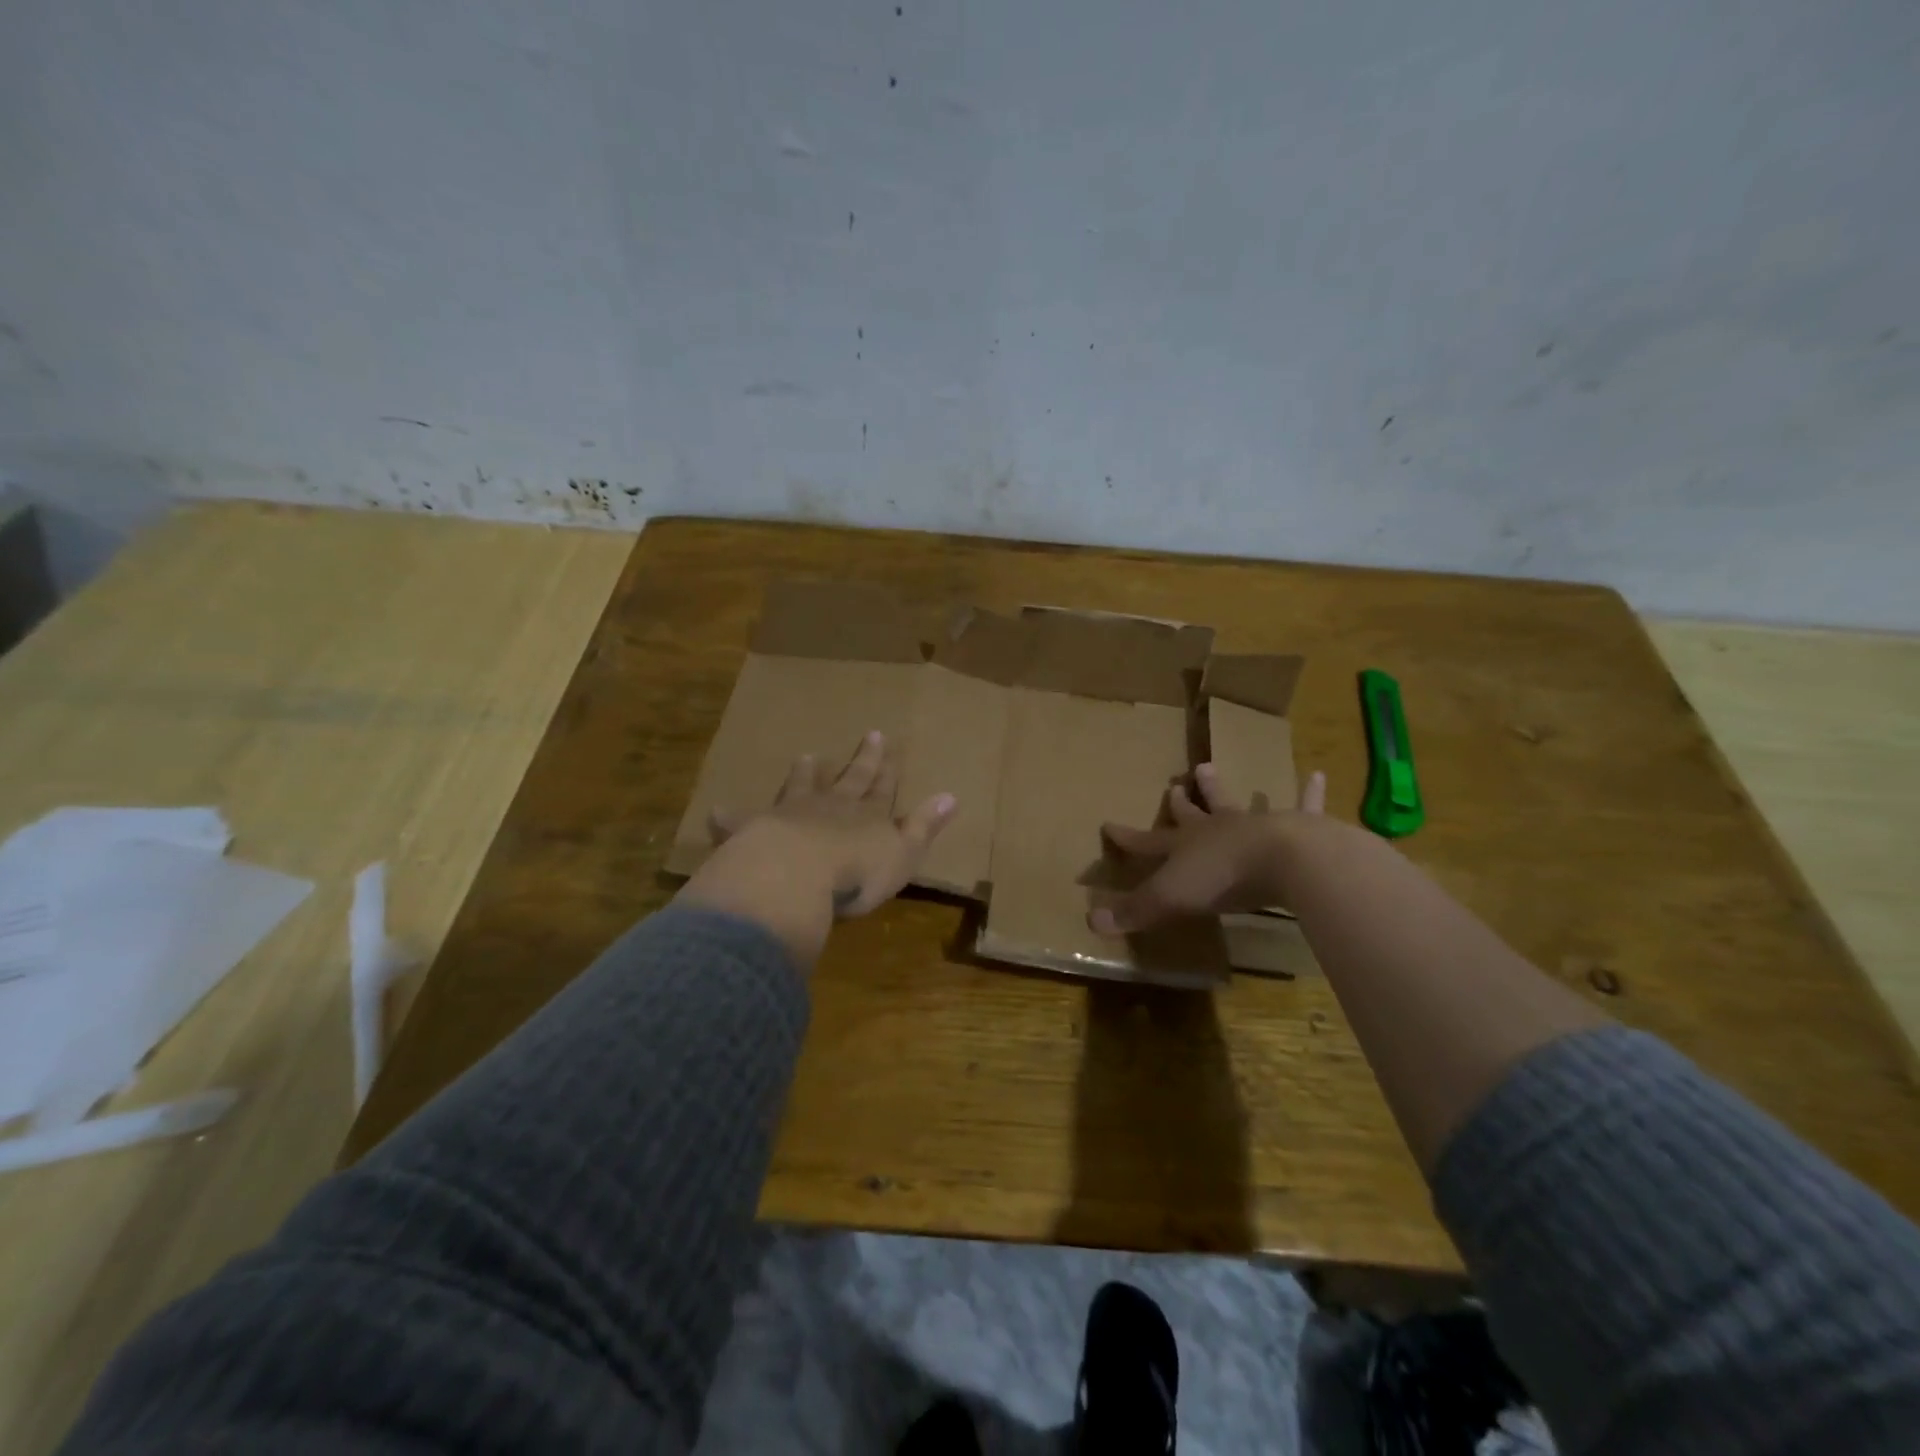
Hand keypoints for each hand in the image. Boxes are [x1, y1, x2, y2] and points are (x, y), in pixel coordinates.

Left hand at [706, 731, 955, 916]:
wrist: (797, 875)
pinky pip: (740, 823)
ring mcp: (791, 816)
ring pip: (800, 788)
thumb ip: (924, 825)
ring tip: (806, 756)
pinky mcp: (755, 833)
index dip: (888, 769)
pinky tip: (715, 812)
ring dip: (804, 775)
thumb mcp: (902, 852)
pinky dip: (730, 819)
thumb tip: (952, 796)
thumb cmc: (857, 871)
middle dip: (861, 760)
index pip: (882, 788)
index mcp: (865, 816)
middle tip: (868, 734)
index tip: (890, 743)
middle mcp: (830, 808)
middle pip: (848, 780)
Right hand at [1089, 763, 1326, 934]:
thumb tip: (1091, 921)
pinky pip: (1304, 805)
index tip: (1107, 824)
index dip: (1126, 837)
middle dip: (1180, 802)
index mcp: (1185, 846)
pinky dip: (1310, 792)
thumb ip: (1134, 911)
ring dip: (1220, 788)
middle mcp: (1216, 829)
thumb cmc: (1221, 880)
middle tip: (1175, 786)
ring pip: (1233, 802)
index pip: (1148, 842)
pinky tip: (1318, 774)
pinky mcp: (1296, 827)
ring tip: (1210, 767)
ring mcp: (1255, 824)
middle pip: (1192, 814)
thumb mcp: (1169, 899)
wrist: (1282, 859)